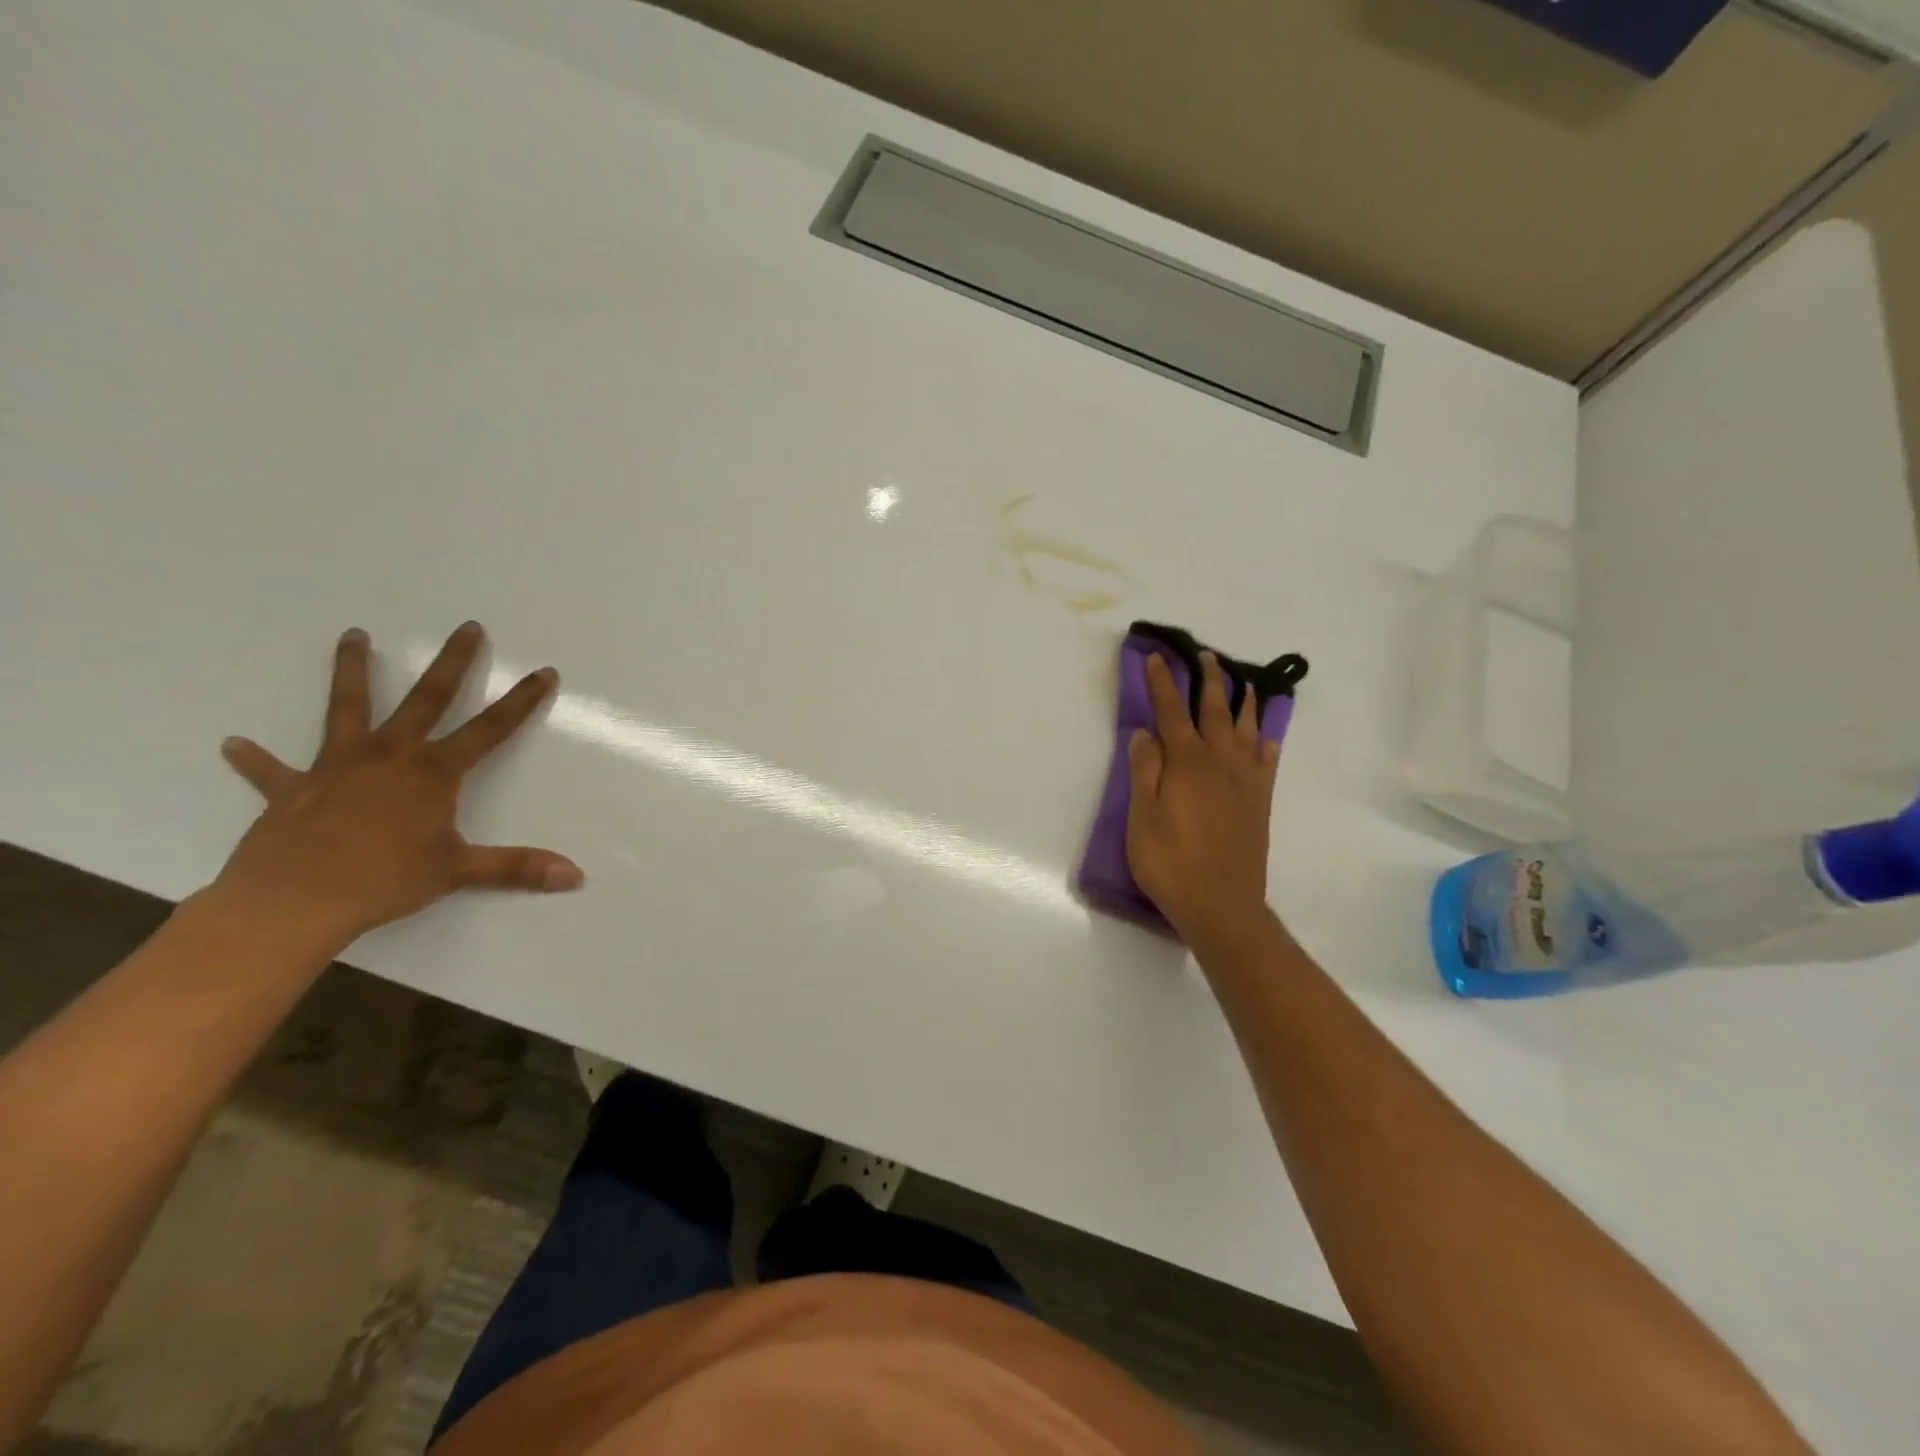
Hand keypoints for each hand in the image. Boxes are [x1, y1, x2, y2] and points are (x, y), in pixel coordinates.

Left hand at [211, 622, 582, 950]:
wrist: (292, 902)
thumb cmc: (383, 881)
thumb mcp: (459, 872)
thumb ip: (517, 867)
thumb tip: (575, 876)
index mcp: (433, 773)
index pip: (491, 729)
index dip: (521, 701)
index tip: (543, 671)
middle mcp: (390, 756)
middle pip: (428, 699)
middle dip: (453, 663)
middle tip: (468, 628)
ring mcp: (338, 767)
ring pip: (348, 709)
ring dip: (352, 671)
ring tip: (353, 636)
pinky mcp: (293, 790)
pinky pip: (273, 771)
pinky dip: (256, 760)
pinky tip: (235, 745)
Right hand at [1126, 650, 1278, 940]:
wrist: (1222, 905)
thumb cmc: (1171, 862)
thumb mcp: (1142, 817)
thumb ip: (1144, 771)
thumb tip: (1145, 733)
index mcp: (1187, 763)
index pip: (1172, 712)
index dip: (1163, 684)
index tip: (1157, 658)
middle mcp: (1221, 763)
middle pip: (1215, 711)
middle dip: (1209, 681)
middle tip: (1206, 656)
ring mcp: (1245, 783)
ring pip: (1246, 731)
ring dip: (1243, 703)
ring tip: (1243, 683)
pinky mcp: (1259, 804)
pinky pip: (1267, 763)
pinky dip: (1265, 743)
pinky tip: (1265, 737)